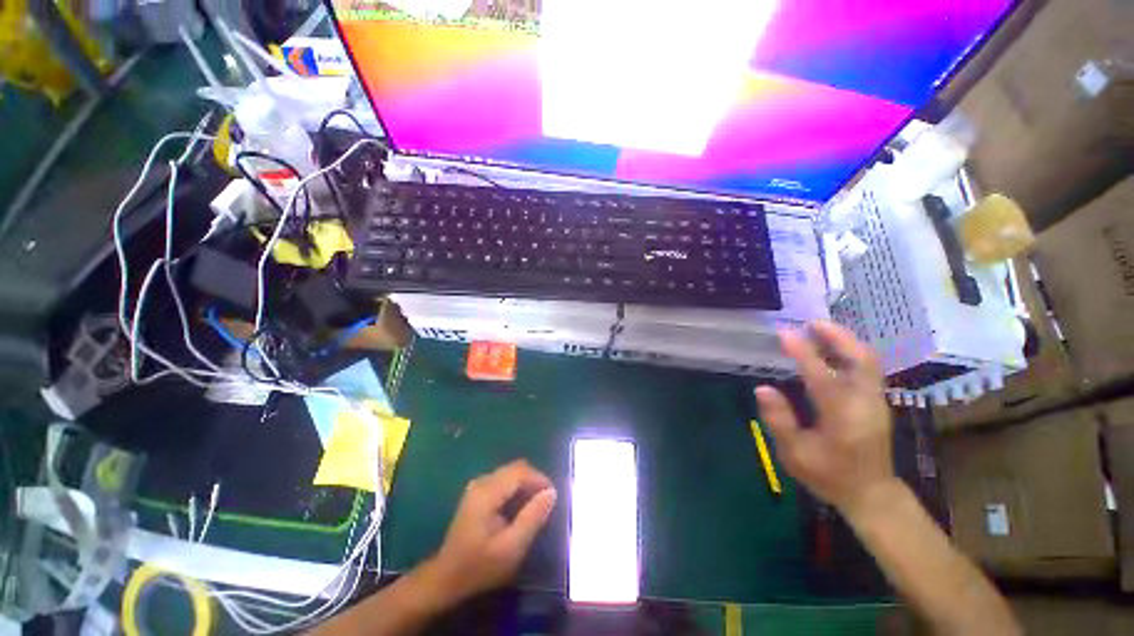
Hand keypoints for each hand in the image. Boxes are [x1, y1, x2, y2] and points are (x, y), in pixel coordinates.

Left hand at [423, 460, 557, 606]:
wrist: (446, 578)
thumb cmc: (480, 566)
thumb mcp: (511, 547)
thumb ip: (532, 517)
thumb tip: (551, 492)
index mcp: (487, 492)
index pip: (520, 471)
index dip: (540, 479)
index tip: (552, 497)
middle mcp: (482, 482)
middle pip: (516, 468)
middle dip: (534, 481)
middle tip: (546, 502)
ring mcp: (478, 486)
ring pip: (510, 473)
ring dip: (526, 485)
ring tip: (535, 506)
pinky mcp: (477, 493)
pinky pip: (503, 481)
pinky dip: (516, 489)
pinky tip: (520, 508)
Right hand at [755, 321, 897, 516]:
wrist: (871, 494)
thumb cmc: (829, 475)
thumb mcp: (795, 454)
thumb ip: (779, 420)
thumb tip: (762, 388)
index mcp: (842, 417)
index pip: (822, 376)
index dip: (803, 352)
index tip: (784, 333)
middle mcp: (865, 404)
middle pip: (861, 360)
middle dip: (838, 336)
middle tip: (811, 322)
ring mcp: (876, 401)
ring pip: (868, 361)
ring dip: (845, 341)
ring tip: (819, 329)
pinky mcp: (877, 402)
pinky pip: (867, 368)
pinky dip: (851, 352)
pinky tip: (832, 349)